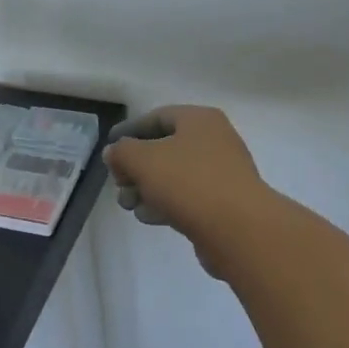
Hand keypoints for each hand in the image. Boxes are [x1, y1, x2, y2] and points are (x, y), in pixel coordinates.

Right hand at [103, 106, 266, 270]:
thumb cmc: (189, 182)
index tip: (109, 147)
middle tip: (118, 184)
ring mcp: (222, 173)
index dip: (129, 130)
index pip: (157, 117)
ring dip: (147, 188)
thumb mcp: (143, 160)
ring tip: (128, 205)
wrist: (240, 230)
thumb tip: (115, 152)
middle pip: (165, 148)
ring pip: (175, 175)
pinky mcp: (224, 204)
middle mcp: (214, 141)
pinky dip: (166, 203)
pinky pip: (188, 197)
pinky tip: (148, 217)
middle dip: (136, 167)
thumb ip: (122, 152)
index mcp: (200, 120)